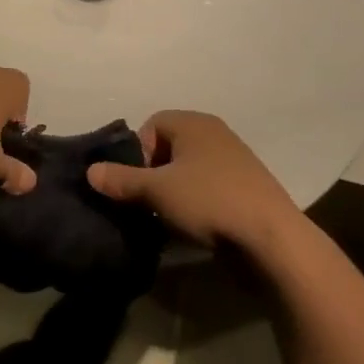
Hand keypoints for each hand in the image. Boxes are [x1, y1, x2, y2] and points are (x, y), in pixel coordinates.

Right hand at [87, 111, 303, 252]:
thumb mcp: (156, 191)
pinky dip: (196, 202)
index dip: (137, 152)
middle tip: (147, 202)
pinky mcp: (246, 188)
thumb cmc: (209, 202)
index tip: (136, 182)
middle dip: (152, 174)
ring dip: (173, 191)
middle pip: (169, 147)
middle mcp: (215, 134)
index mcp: (194, 123)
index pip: (152, 124)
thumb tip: (91, 171)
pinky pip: (208, 188)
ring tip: (167, 218)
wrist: (271, 239)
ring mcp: (234, 161)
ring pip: (188, 170)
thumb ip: (121, 180)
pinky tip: (193, 226)